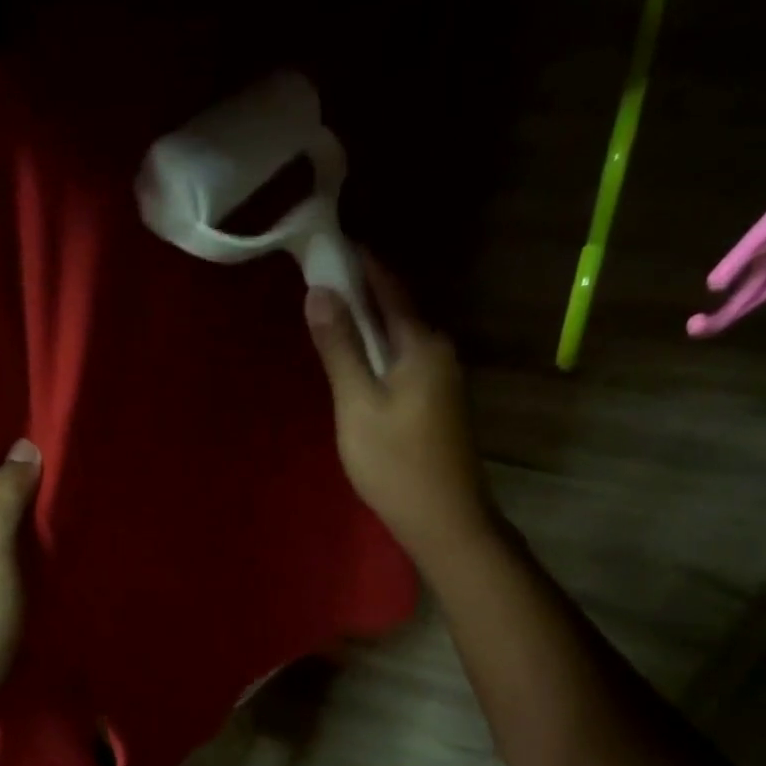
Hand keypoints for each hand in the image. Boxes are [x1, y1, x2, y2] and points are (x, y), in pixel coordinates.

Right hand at [305, 259, 491, 567]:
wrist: (445, 521)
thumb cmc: (396, 463)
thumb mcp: (358, 404)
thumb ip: (340, 347)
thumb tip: (319, 292)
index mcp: (422, 344)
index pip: (389, 287)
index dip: (359, 264)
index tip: (329, 245)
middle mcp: (440, 352)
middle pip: (397, 311)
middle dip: (361, 294)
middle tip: (319, 283)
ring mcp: (444, 380)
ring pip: (400, 340)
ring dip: (368, 327)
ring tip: (331, 320)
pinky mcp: (440, 406)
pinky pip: (404, 364)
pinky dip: (379, 355)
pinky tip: (357, 366)